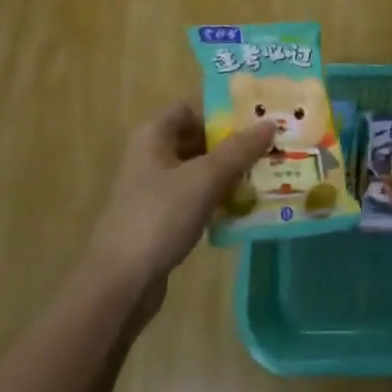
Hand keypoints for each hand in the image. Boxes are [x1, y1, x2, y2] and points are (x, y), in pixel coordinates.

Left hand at [81, 102, 276, 309]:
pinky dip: (215, 199)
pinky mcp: (158, 220)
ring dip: (226, 174)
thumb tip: (270, 123)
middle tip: (268, 149)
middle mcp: (150, 157)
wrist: (120, 283)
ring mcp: (152, 190)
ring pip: (196, 171)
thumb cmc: (160, 217)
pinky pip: (193, 199)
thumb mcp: (205, 178)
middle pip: (195, 140)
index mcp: (153, 136)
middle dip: (230, 145)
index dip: (220, 112)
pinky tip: (241, 209)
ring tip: (263, 177)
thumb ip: (239, 150)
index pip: (190, 109)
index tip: (254, 122)